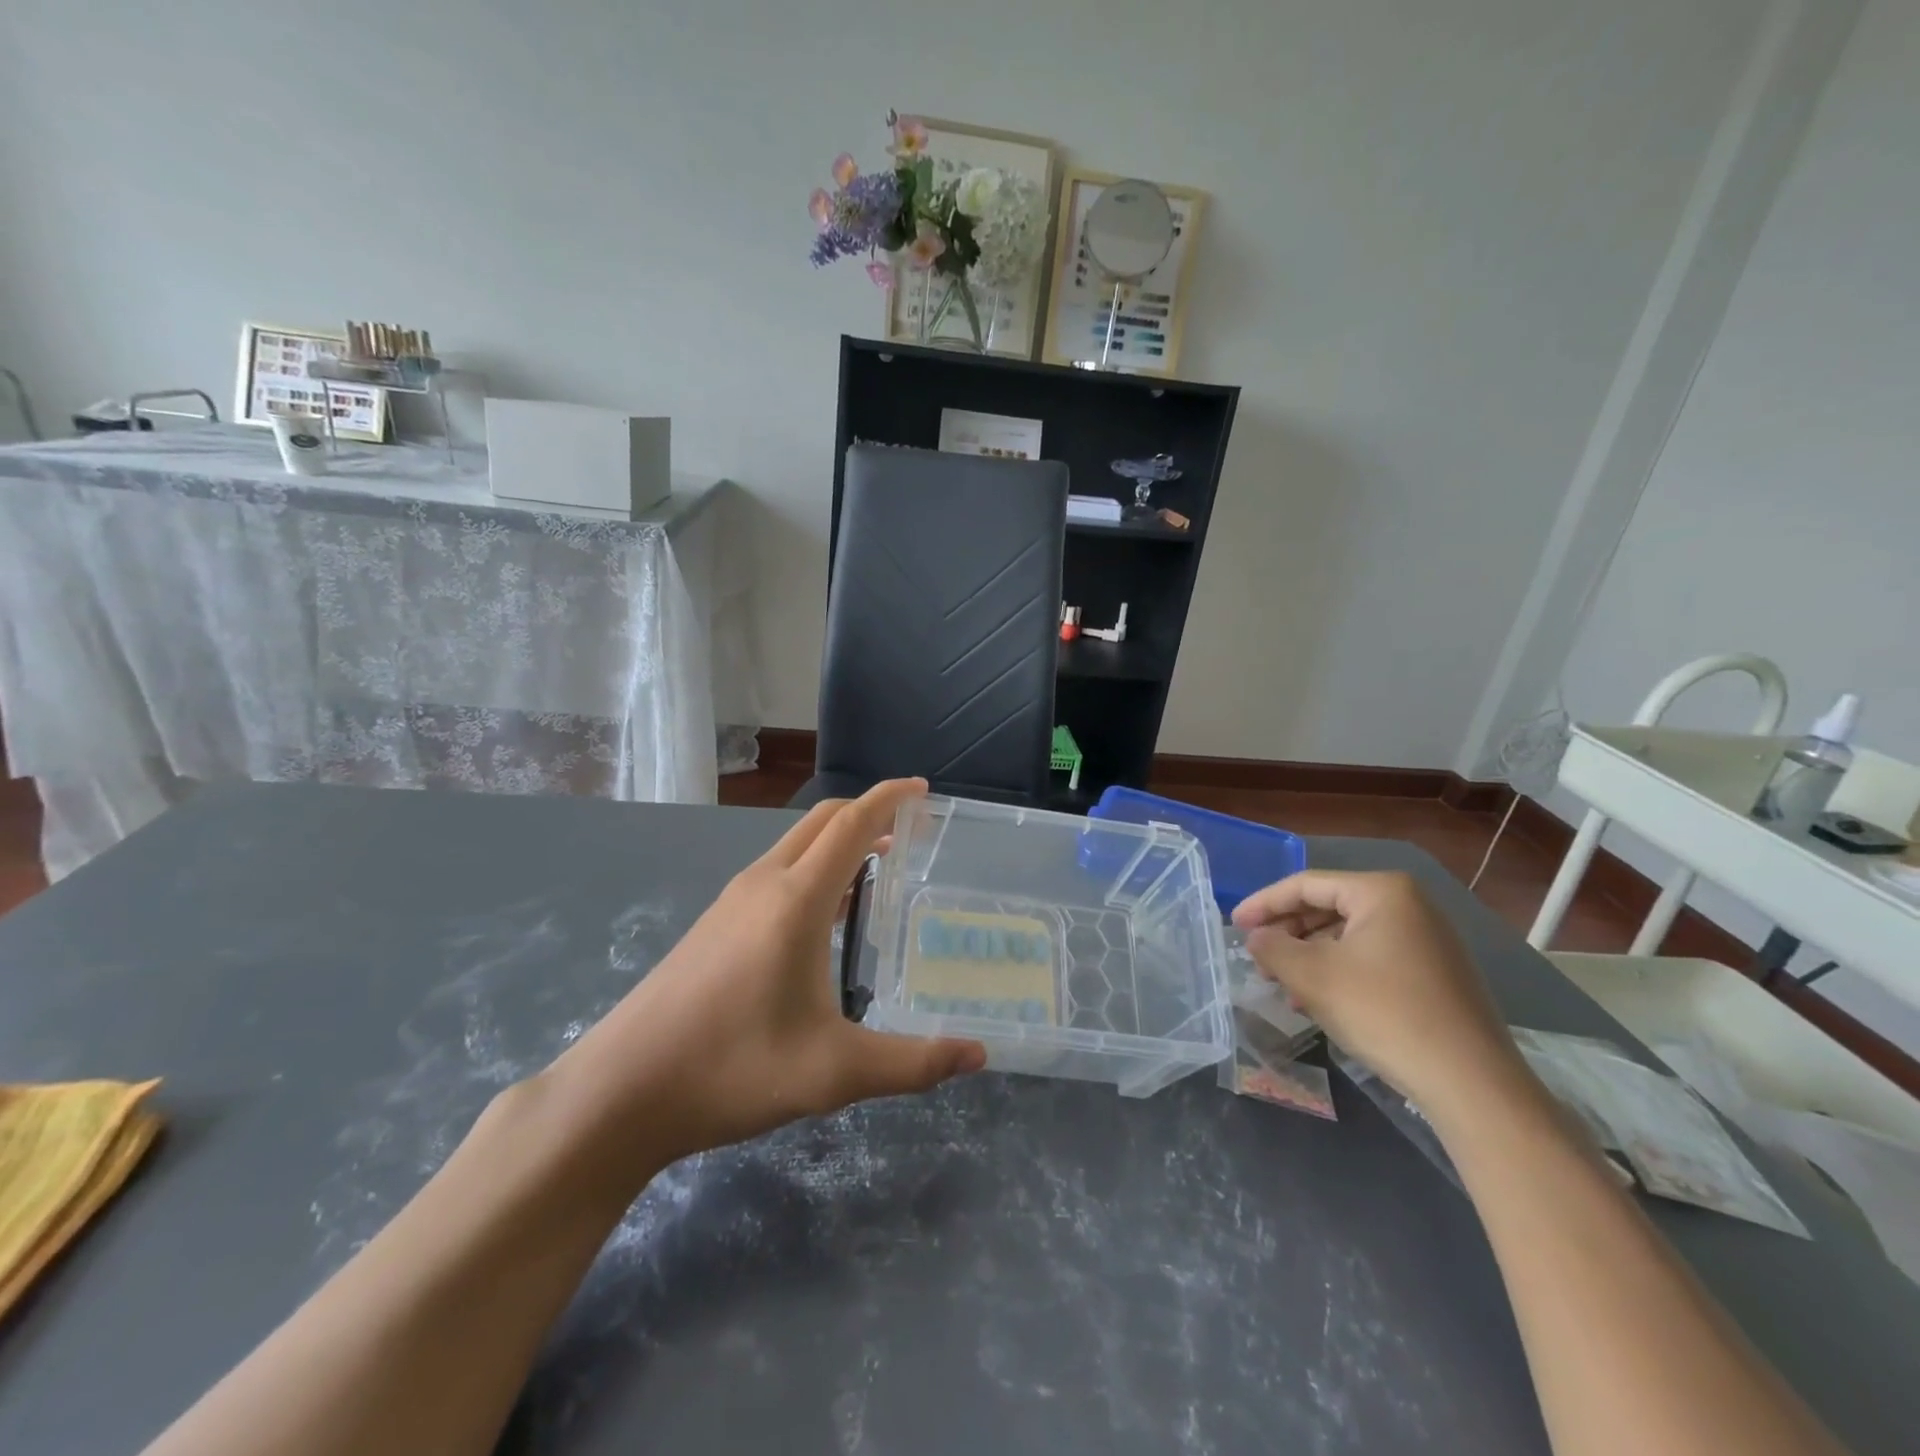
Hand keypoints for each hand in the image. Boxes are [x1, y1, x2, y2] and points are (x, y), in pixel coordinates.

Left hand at [550, 778, 984, 1167]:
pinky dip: (813, 867)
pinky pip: (776, 871)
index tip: (923, 790)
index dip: (889, 798)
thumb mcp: (834, 1073)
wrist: (620, 1091)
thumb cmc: (732, 1069)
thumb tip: (978, 1056)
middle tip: (911, 829)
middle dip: (868, 812)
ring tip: (878, 866)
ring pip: (795, 845)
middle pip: (822, 822)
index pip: (851, 824)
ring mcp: (732, 901)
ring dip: (839, 840)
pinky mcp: (714, 923)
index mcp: (796, 900)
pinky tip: (824, 913)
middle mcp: (763, 884)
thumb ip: (912, 1063)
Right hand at [1231, 870, 1528, 1119]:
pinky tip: (1319, 1000)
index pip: (1306, 885)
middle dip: (1288, 932)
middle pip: (1329, 908)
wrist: (1470, 1082)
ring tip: (1283, 984)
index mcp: (1382, 892)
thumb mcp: (1312, 976)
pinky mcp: (1436, 974)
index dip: (1264, 903)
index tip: (1235, 925)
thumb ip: (1272, 948)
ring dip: (1310, 956)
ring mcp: (1428, 940)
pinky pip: (1373, 958)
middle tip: (1258, 958)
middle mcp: (1409, 906)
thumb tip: (1256, 937)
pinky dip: (1339, 971)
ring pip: (1349, 936)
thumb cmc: (1383, 1012)